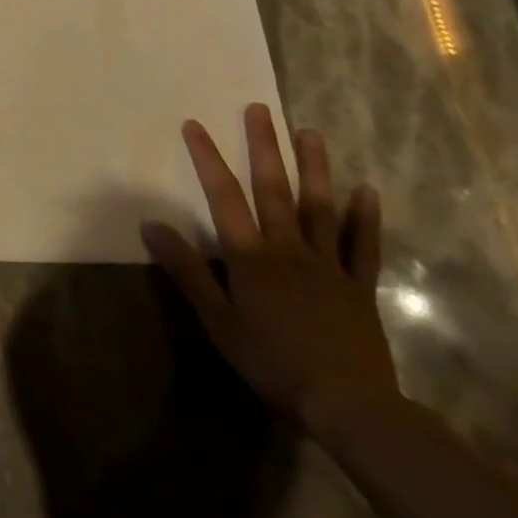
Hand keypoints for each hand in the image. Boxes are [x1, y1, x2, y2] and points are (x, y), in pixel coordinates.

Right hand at [142, 103, 398, 433]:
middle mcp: (289, 249)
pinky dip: (367, 218)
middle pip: (274, 190)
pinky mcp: (360, 288)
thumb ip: (186, 271)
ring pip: (320, 207)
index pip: (223, 197)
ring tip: (310, 132)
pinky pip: (364, 247)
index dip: (207, 158)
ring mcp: (329, 265)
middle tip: (260, 109)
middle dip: (265, 147)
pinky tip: (367, 190)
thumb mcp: (218, 322)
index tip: (194, 124)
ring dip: (315, 168)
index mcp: (252, 257)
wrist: (351, 408)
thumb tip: (150, 224)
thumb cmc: (273, 363)